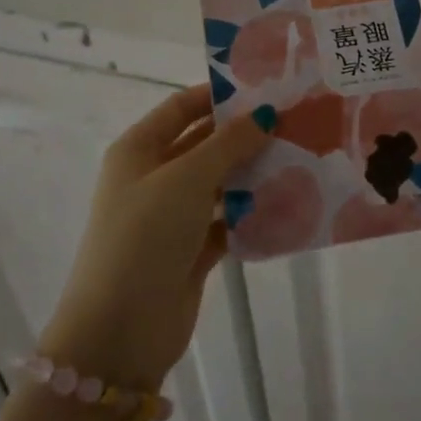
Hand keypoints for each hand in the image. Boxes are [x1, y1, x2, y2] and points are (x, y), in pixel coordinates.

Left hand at [39, 85, 272, 391]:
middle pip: (204, 144)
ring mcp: (171, 216)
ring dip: (252, 174)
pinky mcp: (190, 250)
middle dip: (244, 135)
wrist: (120, 330)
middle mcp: (153, 177)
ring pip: (218, 183)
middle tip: (294, 124)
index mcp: (139, 150)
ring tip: (300, 159)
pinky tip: (288, 205)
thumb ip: (229, 143)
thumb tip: (265, 114)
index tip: (266, 90)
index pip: (182, 107)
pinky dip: (251, 214)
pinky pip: (227, 221)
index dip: (219, 96)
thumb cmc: (146, 236)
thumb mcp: (187, 178)